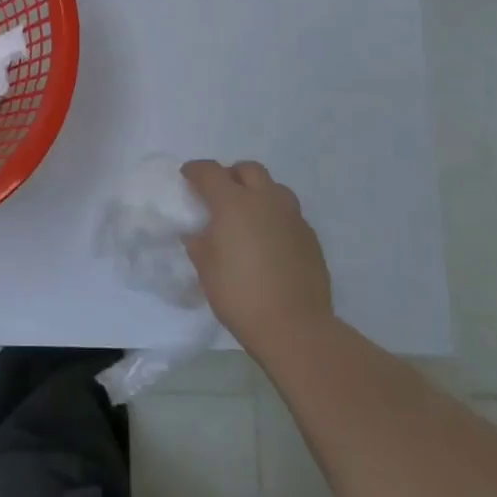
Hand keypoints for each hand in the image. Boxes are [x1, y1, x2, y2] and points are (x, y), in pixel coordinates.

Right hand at [182, 160, 333, 347]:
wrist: (295, 327)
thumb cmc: (239, 294)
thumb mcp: (205, 267)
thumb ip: (198, 241)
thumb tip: (198, 232)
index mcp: (234, 203)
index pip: (210, 172)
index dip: (195, 170)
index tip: (187, 177)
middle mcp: (265, 201)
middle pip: (248, 169)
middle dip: (230, 175)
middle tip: (219, 195)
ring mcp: (292, 217)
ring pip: (274, 188)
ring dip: (257, 192)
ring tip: (247, 215)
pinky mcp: (310, 237)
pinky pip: (289, 213)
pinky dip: (274, 216)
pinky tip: (267, 240)